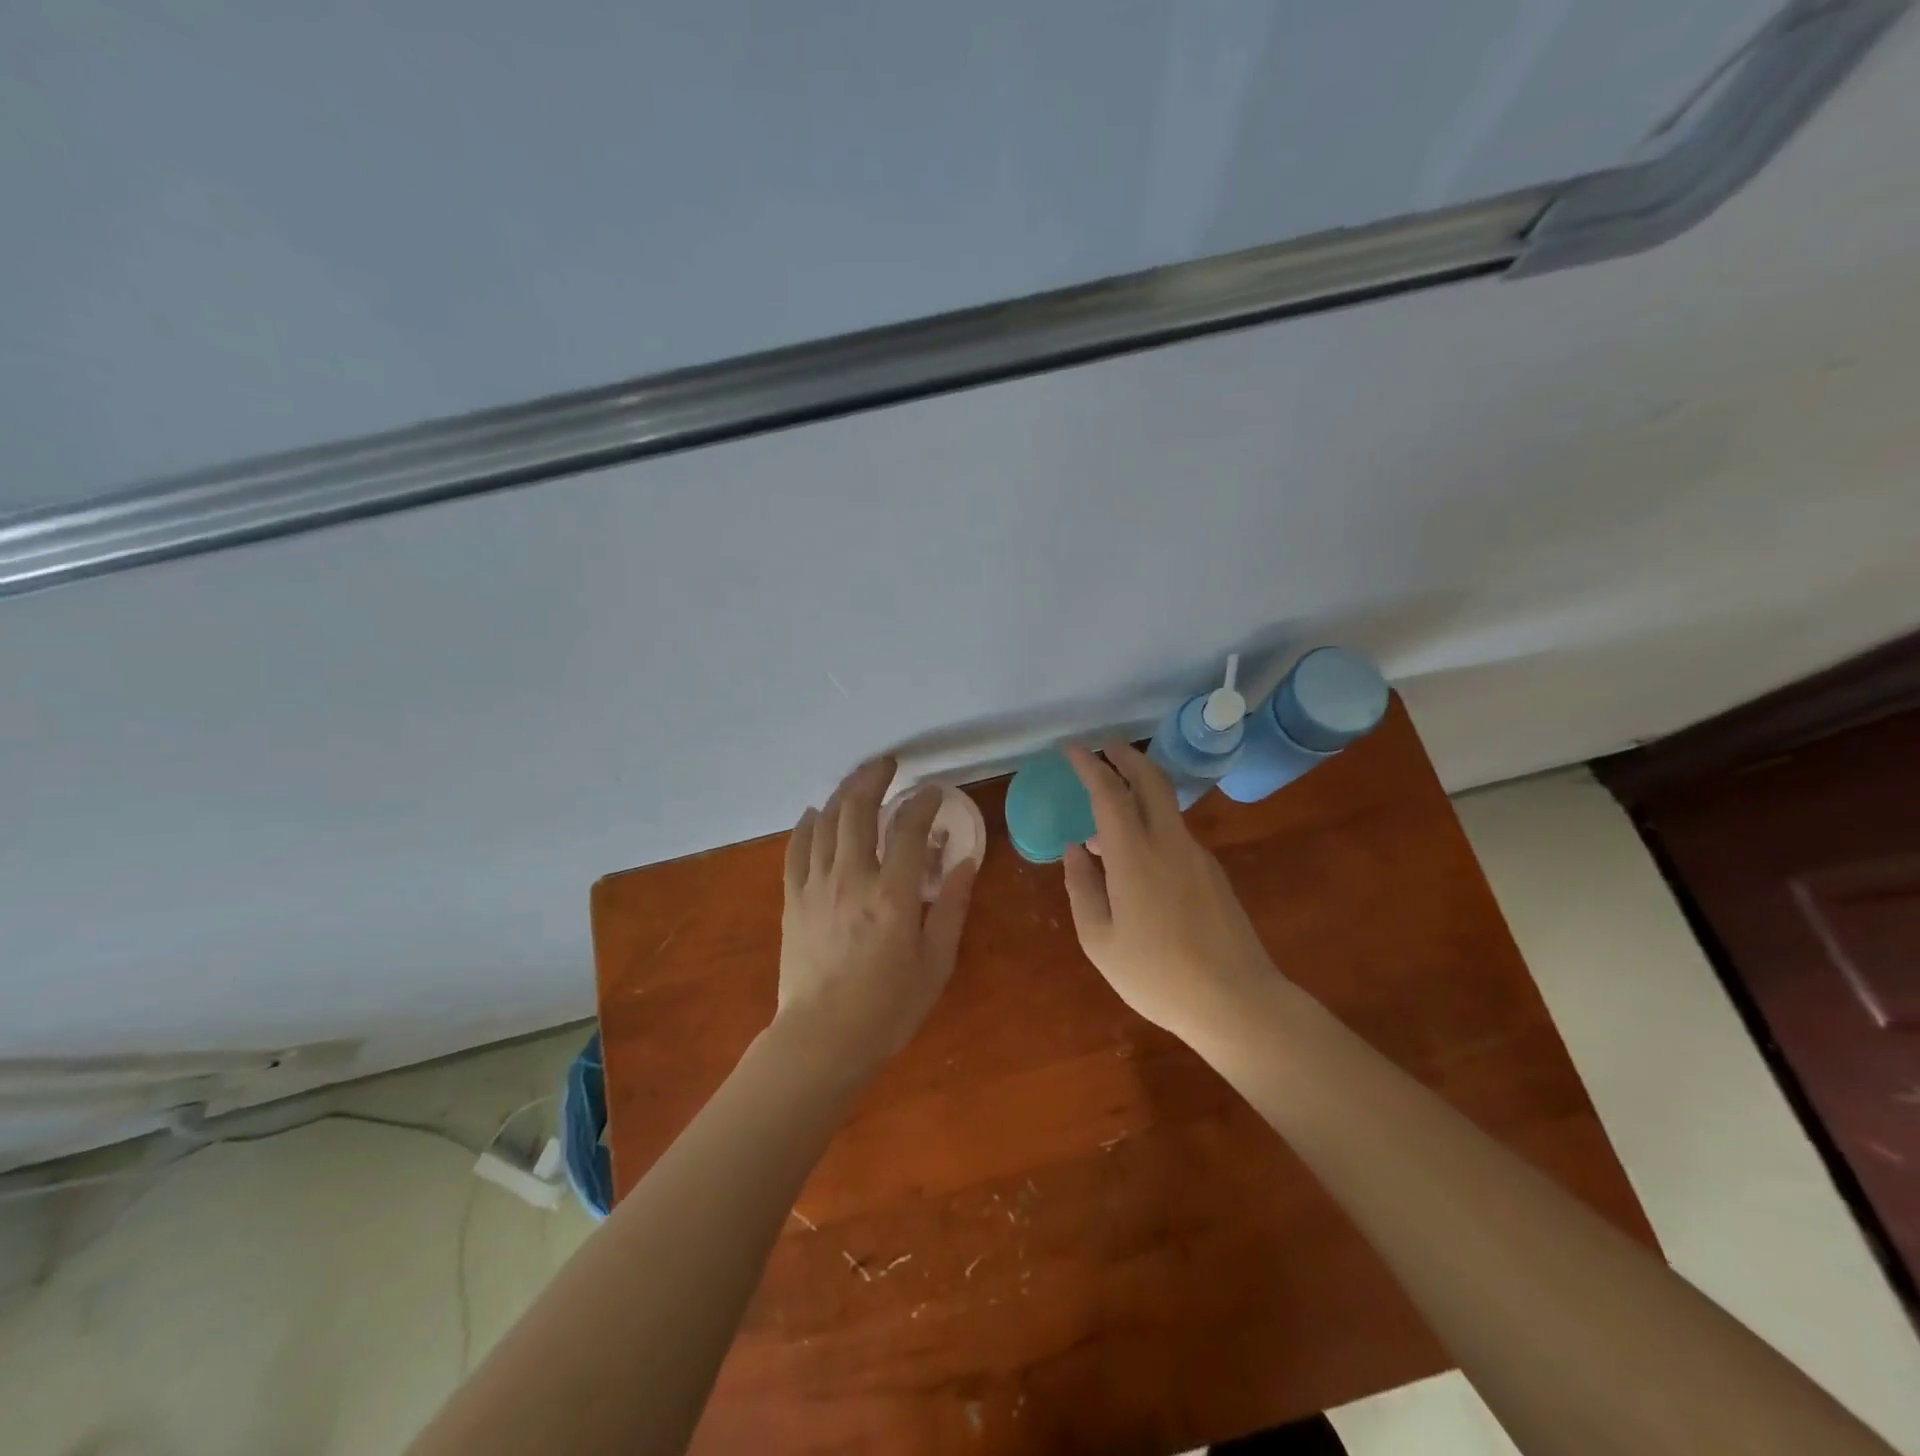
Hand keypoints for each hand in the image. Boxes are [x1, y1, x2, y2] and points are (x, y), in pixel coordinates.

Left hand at [775, 757, 977, 1076]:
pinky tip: (816, 813)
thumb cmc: (888, 1008)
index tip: (933, 792)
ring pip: (825, 820)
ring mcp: (816, 885)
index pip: (909, 828)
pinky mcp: (793, 898)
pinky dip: (807, 823)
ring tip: (858, 780)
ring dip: (843, 792)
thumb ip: (951, 906)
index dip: (923, 802)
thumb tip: (966, 860)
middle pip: (858, 809)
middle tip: (888, 764)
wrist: (822, 1040)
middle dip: (874, 777)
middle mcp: (851, 878)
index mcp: (892, 894)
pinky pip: (796, 848)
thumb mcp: (936, 962)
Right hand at [1061, 743, 1276, 1041]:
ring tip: (1107, 812)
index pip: (1109, 793)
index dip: (1088, 765)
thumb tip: (1075, 850)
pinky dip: (1150, 823)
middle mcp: (1169, 843)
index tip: (1070, 748)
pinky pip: (1175, 833)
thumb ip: (1082, 887)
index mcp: (1135, 856)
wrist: (1237, 1002)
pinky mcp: (1213, 873)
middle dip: (1126, 755)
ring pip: (1166, 805)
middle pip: (1151, 780)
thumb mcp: (1100, 940)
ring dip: (1138, 790)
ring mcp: (1197, 856)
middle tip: (1103, 746)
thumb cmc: (1157, 976)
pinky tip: (1135, 857)